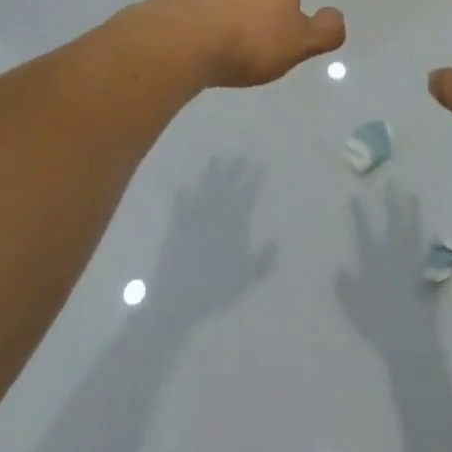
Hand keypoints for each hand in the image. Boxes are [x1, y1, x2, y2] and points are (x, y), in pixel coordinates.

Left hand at [151, 156, 276, 315]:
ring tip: (216, 158)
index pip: (246, 195)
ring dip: (210, 174)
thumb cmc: (215, 288)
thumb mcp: (246, 277)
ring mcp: (193, 219)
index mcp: (233, 224)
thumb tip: (276, 241)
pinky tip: (182, 186)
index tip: (259, 164)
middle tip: (241, 153)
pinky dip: (182, 196)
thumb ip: (263, 260)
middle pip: (226, 186)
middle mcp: (214, 215)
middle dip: (235, 169)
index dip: (254, 179)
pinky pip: (180, 206)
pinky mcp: (175, 228)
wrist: (177, 298)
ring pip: (204, 189)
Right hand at [335, 186, 439, 354]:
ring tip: (413, 196)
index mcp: (375, 263)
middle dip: (391, 203)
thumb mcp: (354, 308)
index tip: (356, 195)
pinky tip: (432, 232)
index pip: (365, 232)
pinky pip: (428, 252)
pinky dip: (429, 240)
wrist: (409, 341)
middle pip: (394, 224)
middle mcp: (395, 257)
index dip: (360, 214)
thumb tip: (339, 269)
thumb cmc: (378, 325)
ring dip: (412, 213)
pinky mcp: (427, 274)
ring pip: (413, 232)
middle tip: (391, 183)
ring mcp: (413, 263)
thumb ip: (345, 287)